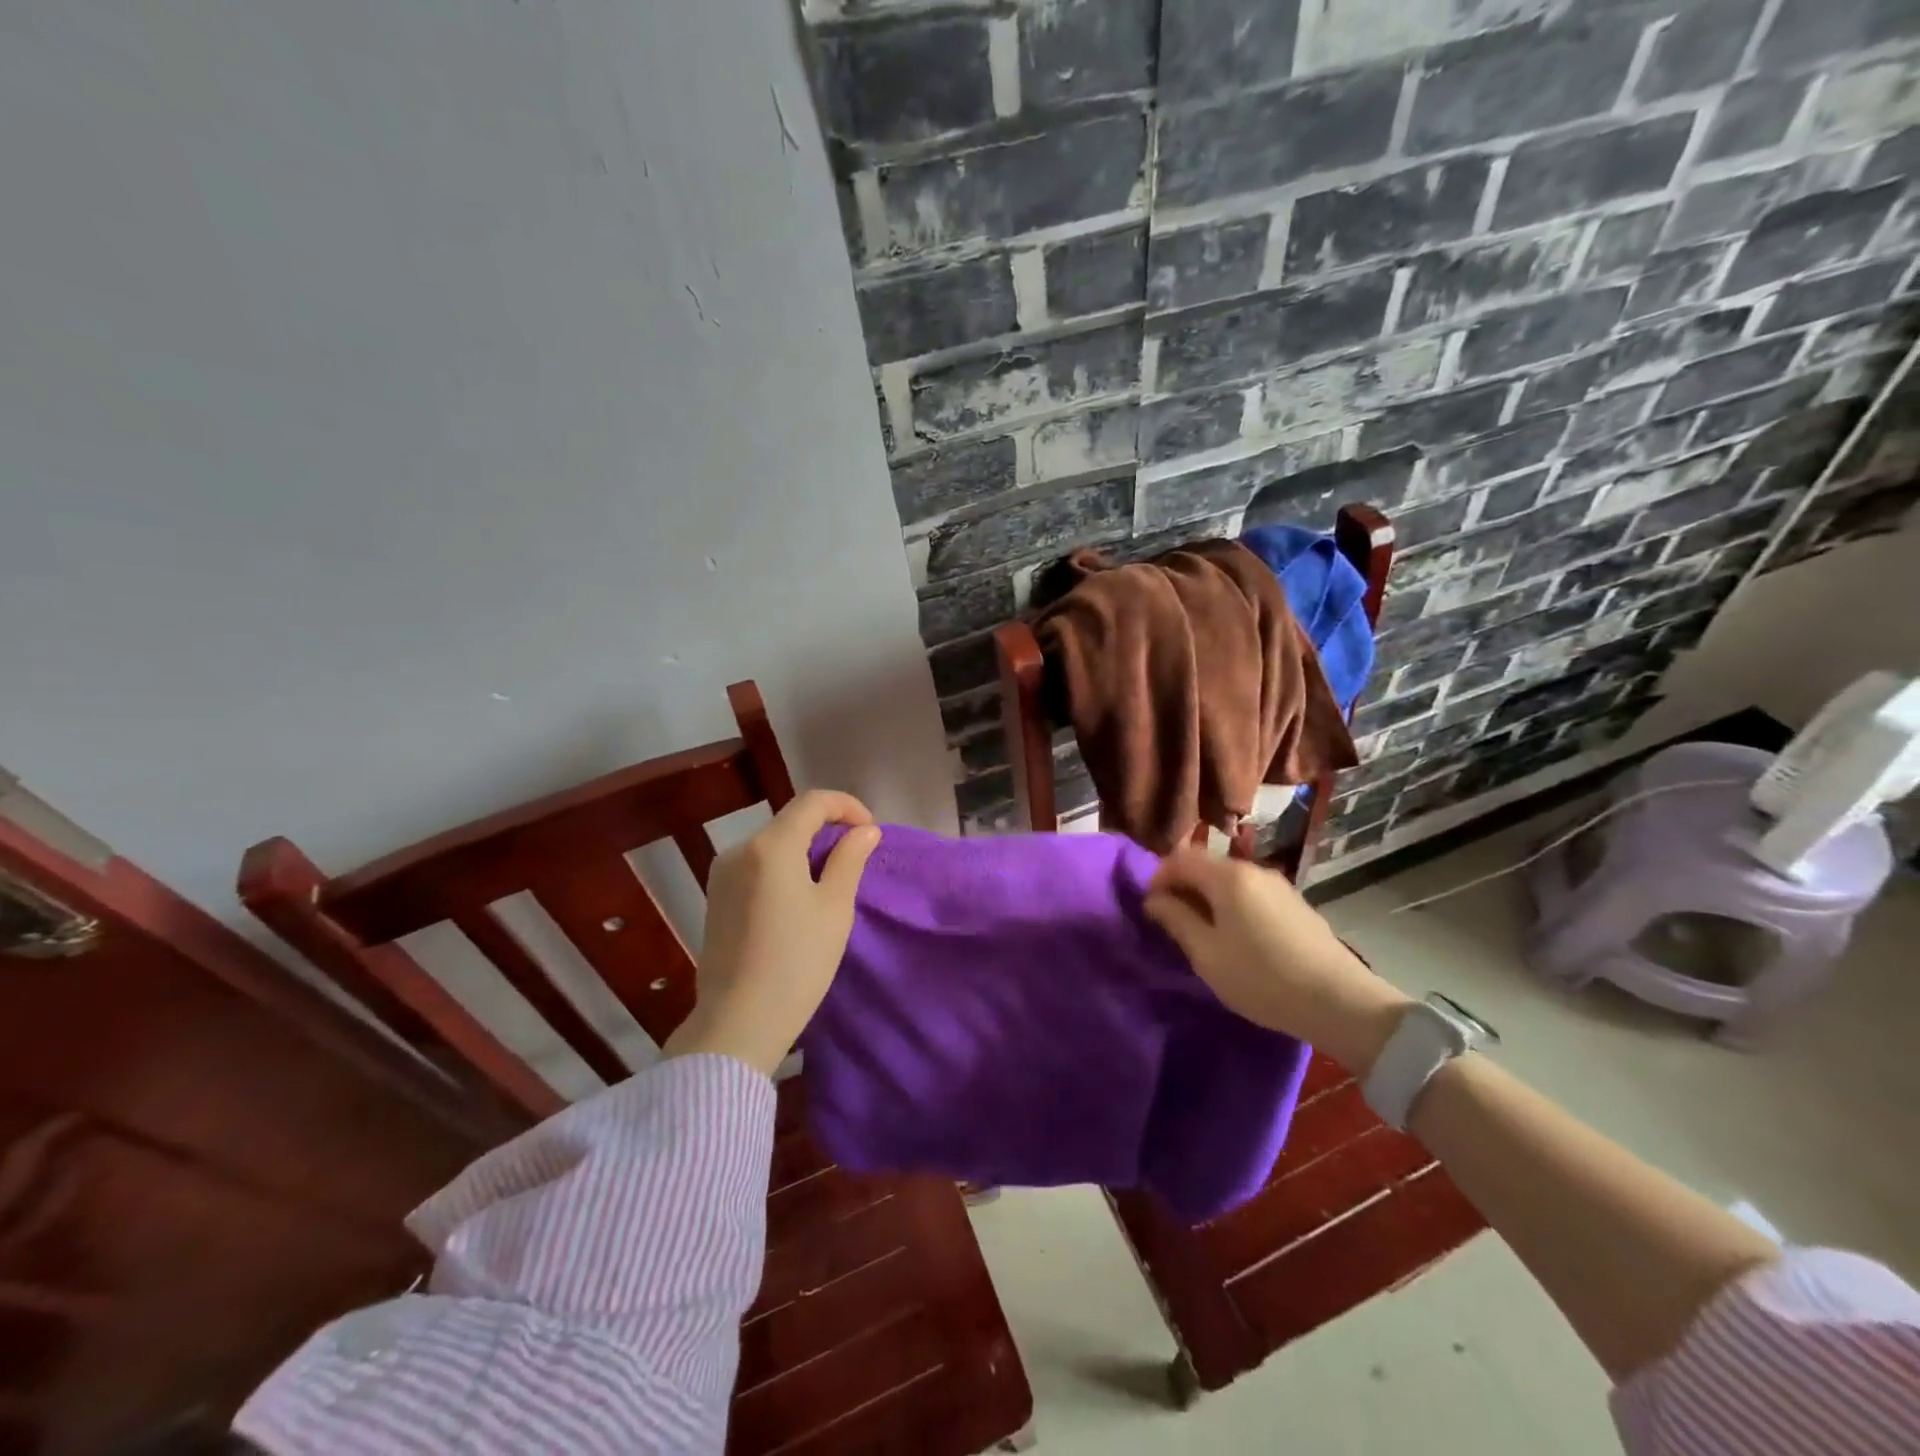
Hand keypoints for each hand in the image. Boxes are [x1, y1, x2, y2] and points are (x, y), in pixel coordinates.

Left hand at [663, 790, 880, 1075]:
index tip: (869, 831)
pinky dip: (783, 868)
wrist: (737, 1024)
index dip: (846, 806)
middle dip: (827, 829)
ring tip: (829, 882)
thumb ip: (849, 860)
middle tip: (855, 858)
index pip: (812, 802)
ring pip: (773, 844)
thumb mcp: (834, 909)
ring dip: (804, 849)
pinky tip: (797, 900)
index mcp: (770, 847)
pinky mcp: (715, 897)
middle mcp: (739, 850)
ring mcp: (722, 874)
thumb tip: (864, 831)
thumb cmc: (797, 964)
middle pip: (790, 821)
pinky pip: (756, 866)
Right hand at [1144, 848, 1410, 1074]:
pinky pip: (1251, 894)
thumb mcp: (1207, 954)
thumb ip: (1176, 920)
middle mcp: (1254, 870)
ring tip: (1203, 933)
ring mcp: (1279, 886)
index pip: (1180, 859)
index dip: (1158, 878)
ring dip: (1209, 898)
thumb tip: (1154, 900)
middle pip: (1206, 866)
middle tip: (1173, 923)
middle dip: (1183, 887)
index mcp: (1228, 877)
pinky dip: (1233, 906)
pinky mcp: (1296, 904)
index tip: (1150, 908)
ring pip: (1230, 881)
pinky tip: (1238, 938)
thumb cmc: (1261, 978)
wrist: (1340, 1002)